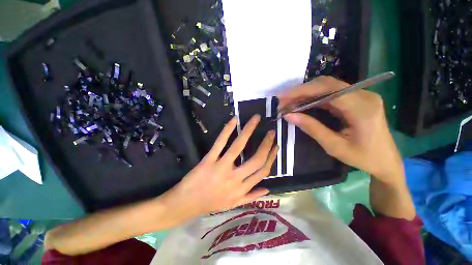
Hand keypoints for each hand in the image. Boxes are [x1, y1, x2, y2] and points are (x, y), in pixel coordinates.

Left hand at [169, 114, 277, 217]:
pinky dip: (227, 130)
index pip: (262, 171)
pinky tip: (234, 120)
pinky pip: (220, 143)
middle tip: (271, 132)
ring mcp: (221, 168)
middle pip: (256, 159)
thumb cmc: (210, 203)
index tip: (276, 146)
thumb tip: (267, 188)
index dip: (271, 157)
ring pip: (239, 147)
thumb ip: (251, 197)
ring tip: (256, 119)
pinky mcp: (208, 160)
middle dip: (266, 144)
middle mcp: (235, 179)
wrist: (186, 204)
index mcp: (242, 190)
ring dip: (249, 130)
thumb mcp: (233, 205)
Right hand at [279, 76, 403, 184]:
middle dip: (301, 91)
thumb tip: (289, 115)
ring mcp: (361, 95)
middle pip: (327, 84)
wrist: (386, 161)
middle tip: (283, 101)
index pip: (327, 90)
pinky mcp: (356, 99)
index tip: (282, 98)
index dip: (302, 91)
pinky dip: (314, 98)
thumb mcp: (334, 146)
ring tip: (289, 102)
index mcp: (362, 108)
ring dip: (306, 93)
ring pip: (327, 87)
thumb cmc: (363, 158)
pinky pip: (331, 94)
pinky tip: (302, 104)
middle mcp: (363, 95)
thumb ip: (311, 128)